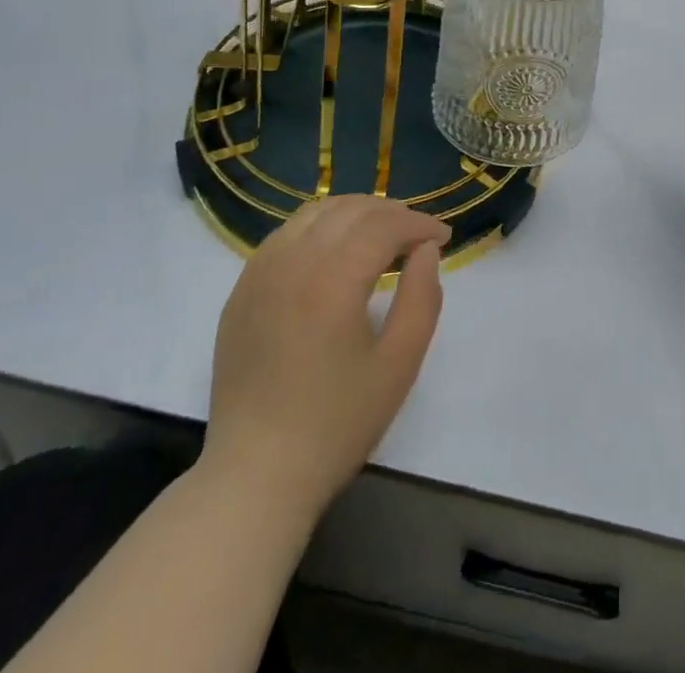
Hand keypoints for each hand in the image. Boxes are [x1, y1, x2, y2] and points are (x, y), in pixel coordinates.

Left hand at [200, 196, 449, 518]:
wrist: (256, 475)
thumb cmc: (336, 424)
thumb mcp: (399, 364)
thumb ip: (422, 298)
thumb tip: (426, 251)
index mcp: (331, 280)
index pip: (383, 225)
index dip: (418, 224)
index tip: (443, 238)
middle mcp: (292, 263)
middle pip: (349, 209)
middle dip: (390, 213)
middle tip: (416, 236)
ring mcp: (259, 274)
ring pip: (313, 213)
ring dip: (353, 213)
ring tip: (379, 236)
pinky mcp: (241, 290)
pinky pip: (285, 235)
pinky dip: (318, 228)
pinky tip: (333, 252)